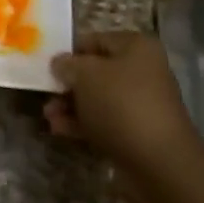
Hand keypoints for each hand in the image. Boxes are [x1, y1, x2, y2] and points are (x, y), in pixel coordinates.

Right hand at [46, 32, 203, 179]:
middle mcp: (143, 71)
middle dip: (68, 84)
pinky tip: (60, 130)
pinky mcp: (136, 132)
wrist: (158, 162)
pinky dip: (81, 124)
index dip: (69, 52)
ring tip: (48, 116)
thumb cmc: (121, 104)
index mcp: (137, 47)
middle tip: (45, 94)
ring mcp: (141, 104)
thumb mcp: (86, 75)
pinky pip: (104, 122)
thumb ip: (68, 65)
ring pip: (97, 99)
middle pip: (96, 72)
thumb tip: (60, 63)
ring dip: (71, 106)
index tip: (46, 66)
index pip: (95, 40)